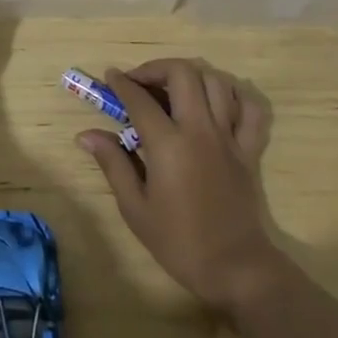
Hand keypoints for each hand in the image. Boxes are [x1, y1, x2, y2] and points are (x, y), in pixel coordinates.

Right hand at [78, 57, 278, 313]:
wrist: (236, 269)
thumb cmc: (179, 242)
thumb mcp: (135, 208)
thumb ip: (113, 164)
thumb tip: (87, 134)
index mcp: (169, 144)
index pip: (140, 98)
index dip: (121, 83)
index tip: (110, 76)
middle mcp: (200, 129)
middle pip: (182, 73)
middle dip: (156, 68)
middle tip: (141, 81)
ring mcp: (229, 136)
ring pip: (216, 81)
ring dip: (192, 76)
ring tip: (175, 88)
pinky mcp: (250, 148)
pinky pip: (251, 108)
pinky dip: (235, 95)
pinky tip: (218, 101)